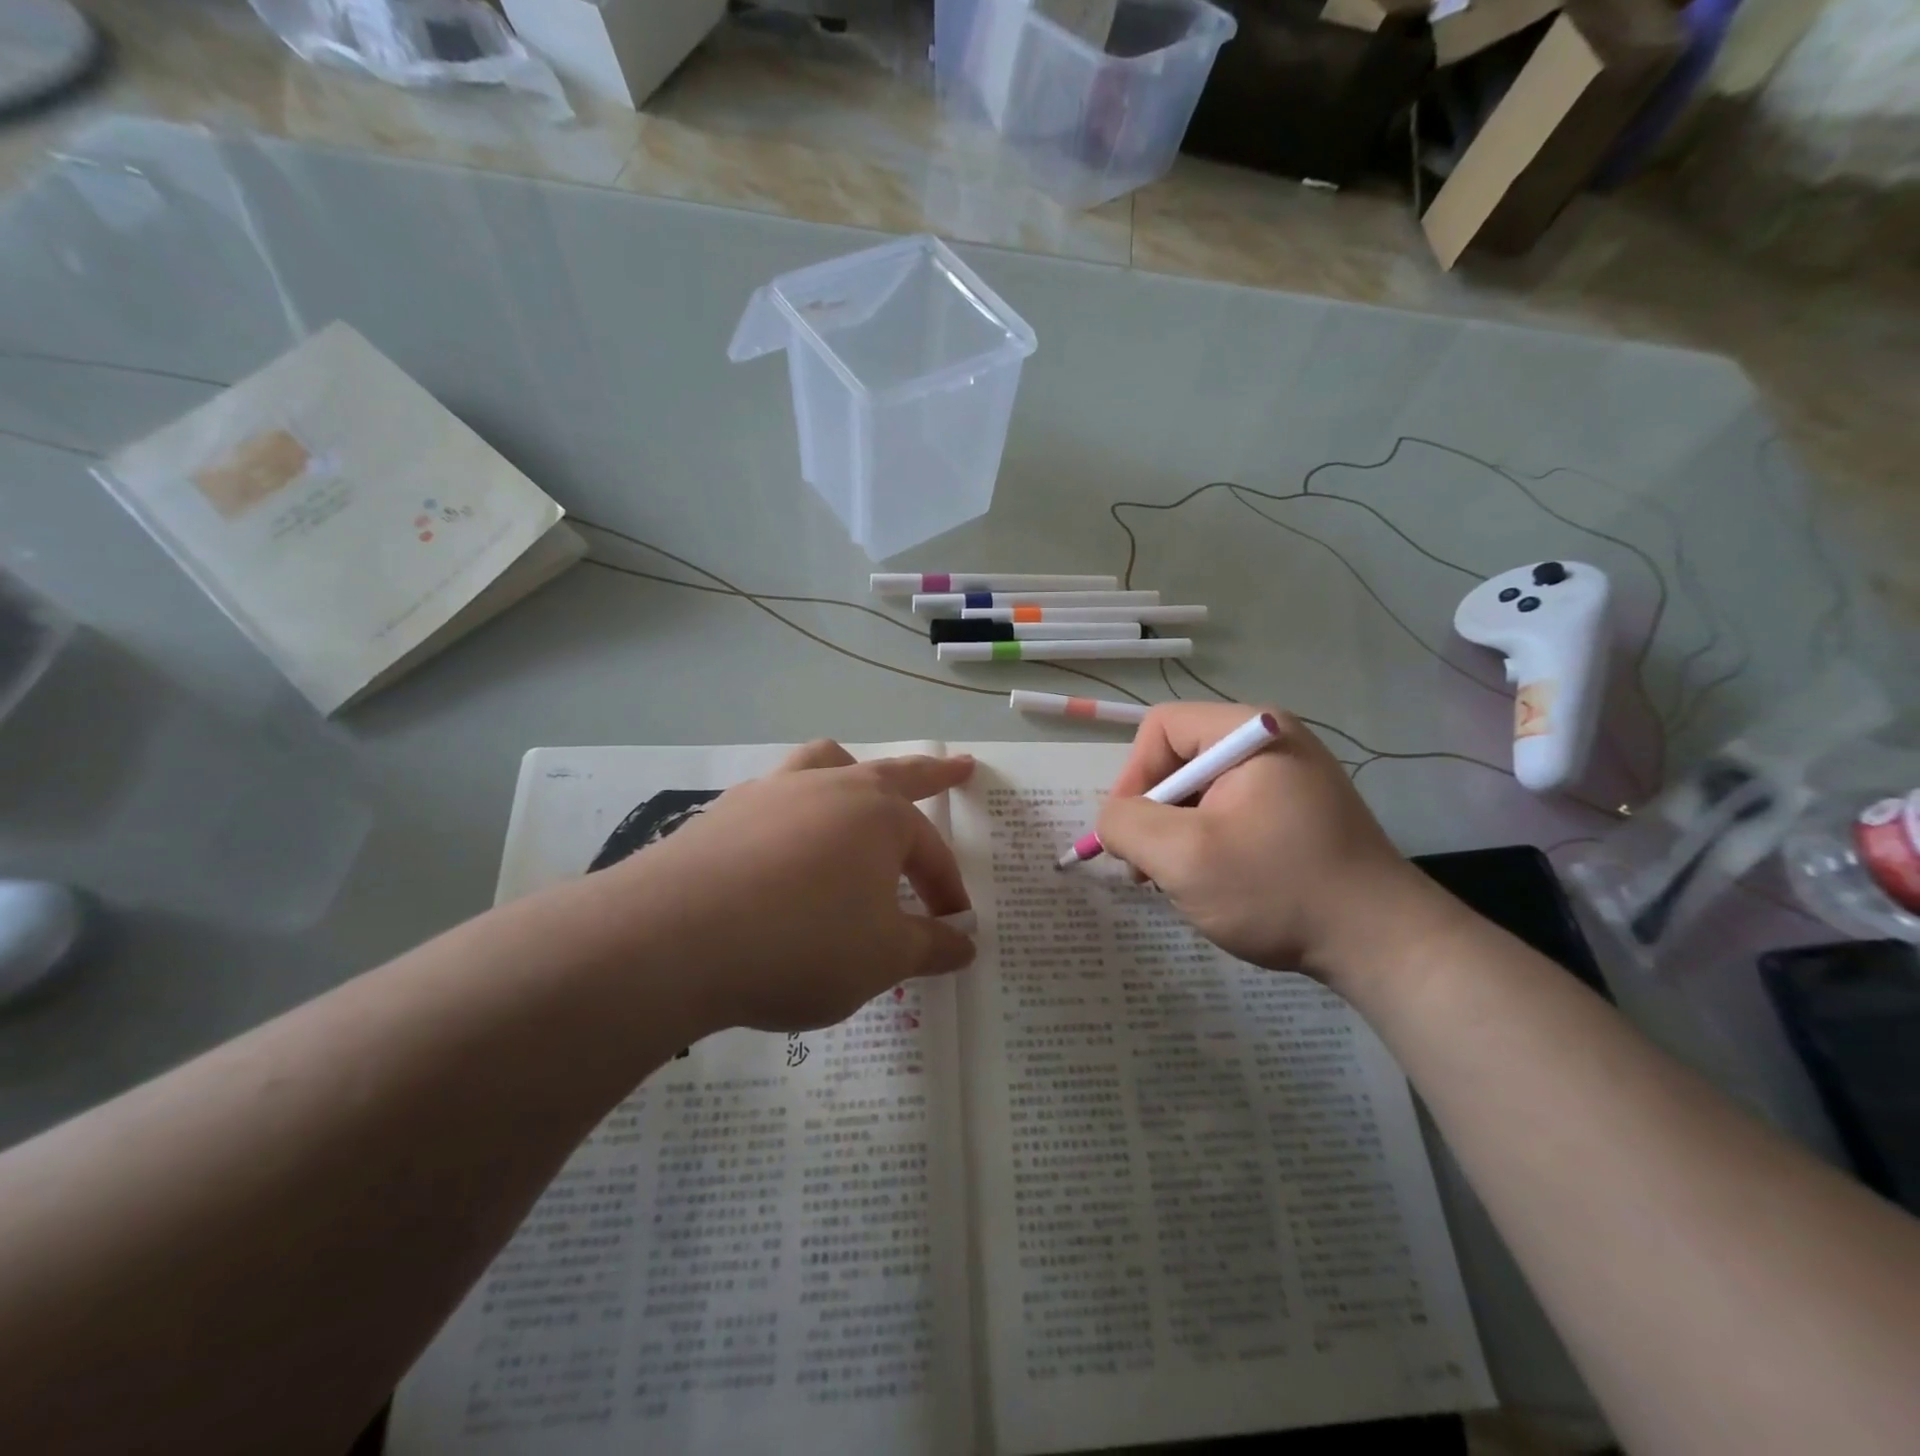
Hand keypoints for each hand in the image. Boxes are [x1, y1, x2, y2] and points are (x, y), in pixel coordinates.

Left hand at [587, 742, 976, 1032]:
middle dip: (932, 775)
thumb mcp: (881, 959)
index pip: (931, 852)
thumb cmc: (802, 943)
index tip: (954, 928)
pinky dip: (793, 810)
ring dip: (851, 770)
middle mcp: (831, 788)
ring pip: (824, 763)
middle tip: (958, 766)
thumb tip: (964, 944)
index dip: (947, 891)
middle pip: (894, 774)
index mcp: (880, 816)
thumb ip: (929, 948)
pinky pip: (774, 797)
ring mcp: (773, 793)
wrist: (674, 938)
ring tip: (857, 780)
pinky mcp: (724, 812)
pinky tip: (782, 843)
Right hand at [1095, 704, 1441, 982]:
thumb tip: (1112, 818)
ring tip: (1181, 883)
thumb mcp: (1183, 857)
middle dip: (1155, 814)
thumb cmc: (1278, 889)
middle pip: (1180, 759)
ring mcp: (1290, 778)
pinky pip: (1230, 812)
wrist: (1383, 945)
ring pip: (1201, 792)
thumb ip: (1126, 824)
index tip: (1129, 834)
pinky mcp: (1297, 812)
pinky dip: (1208, 844)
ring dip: (1178, 835)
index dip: (1132, 776)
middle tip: (1148, 869)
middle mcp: (1274, 742)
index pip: (1161, 727)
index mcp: (1252, 732)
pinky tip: (1216, 884)